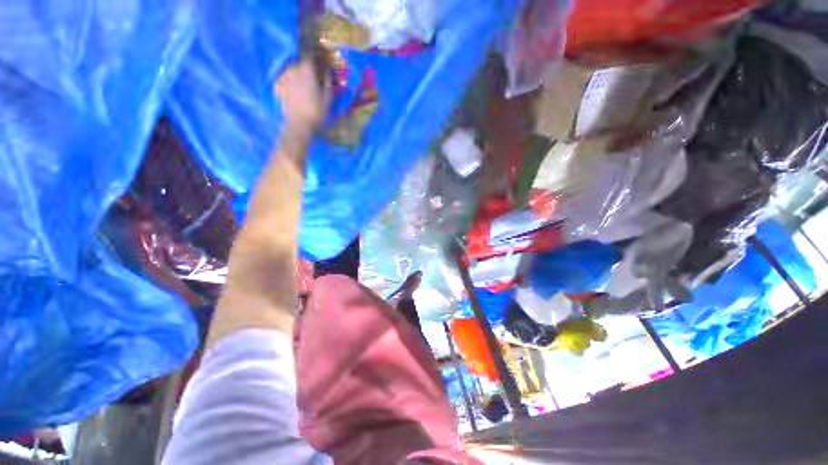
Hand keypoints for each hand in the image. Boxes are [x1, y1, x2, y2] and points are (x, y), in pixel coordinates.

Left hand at [275, 59, 330, 132]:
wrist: (299, 124)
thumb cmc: (317, 111)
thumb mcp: (328, 97)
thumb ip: (328, 81)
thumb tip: (328, 71)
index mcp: (306, 70)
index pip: (310, 55)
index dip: (315, 55)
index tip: (320, 59)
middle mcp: (293, 69)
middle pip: (300, 63)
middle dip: (307, 67)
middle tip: (313, 76)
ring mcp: (283, 77)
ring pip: (291, 71)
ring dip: (297, 74)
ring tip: (303, 84)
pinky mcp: (278, 86)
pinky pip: (284, 80)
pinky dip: (289, 82)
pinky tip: (293, 90)